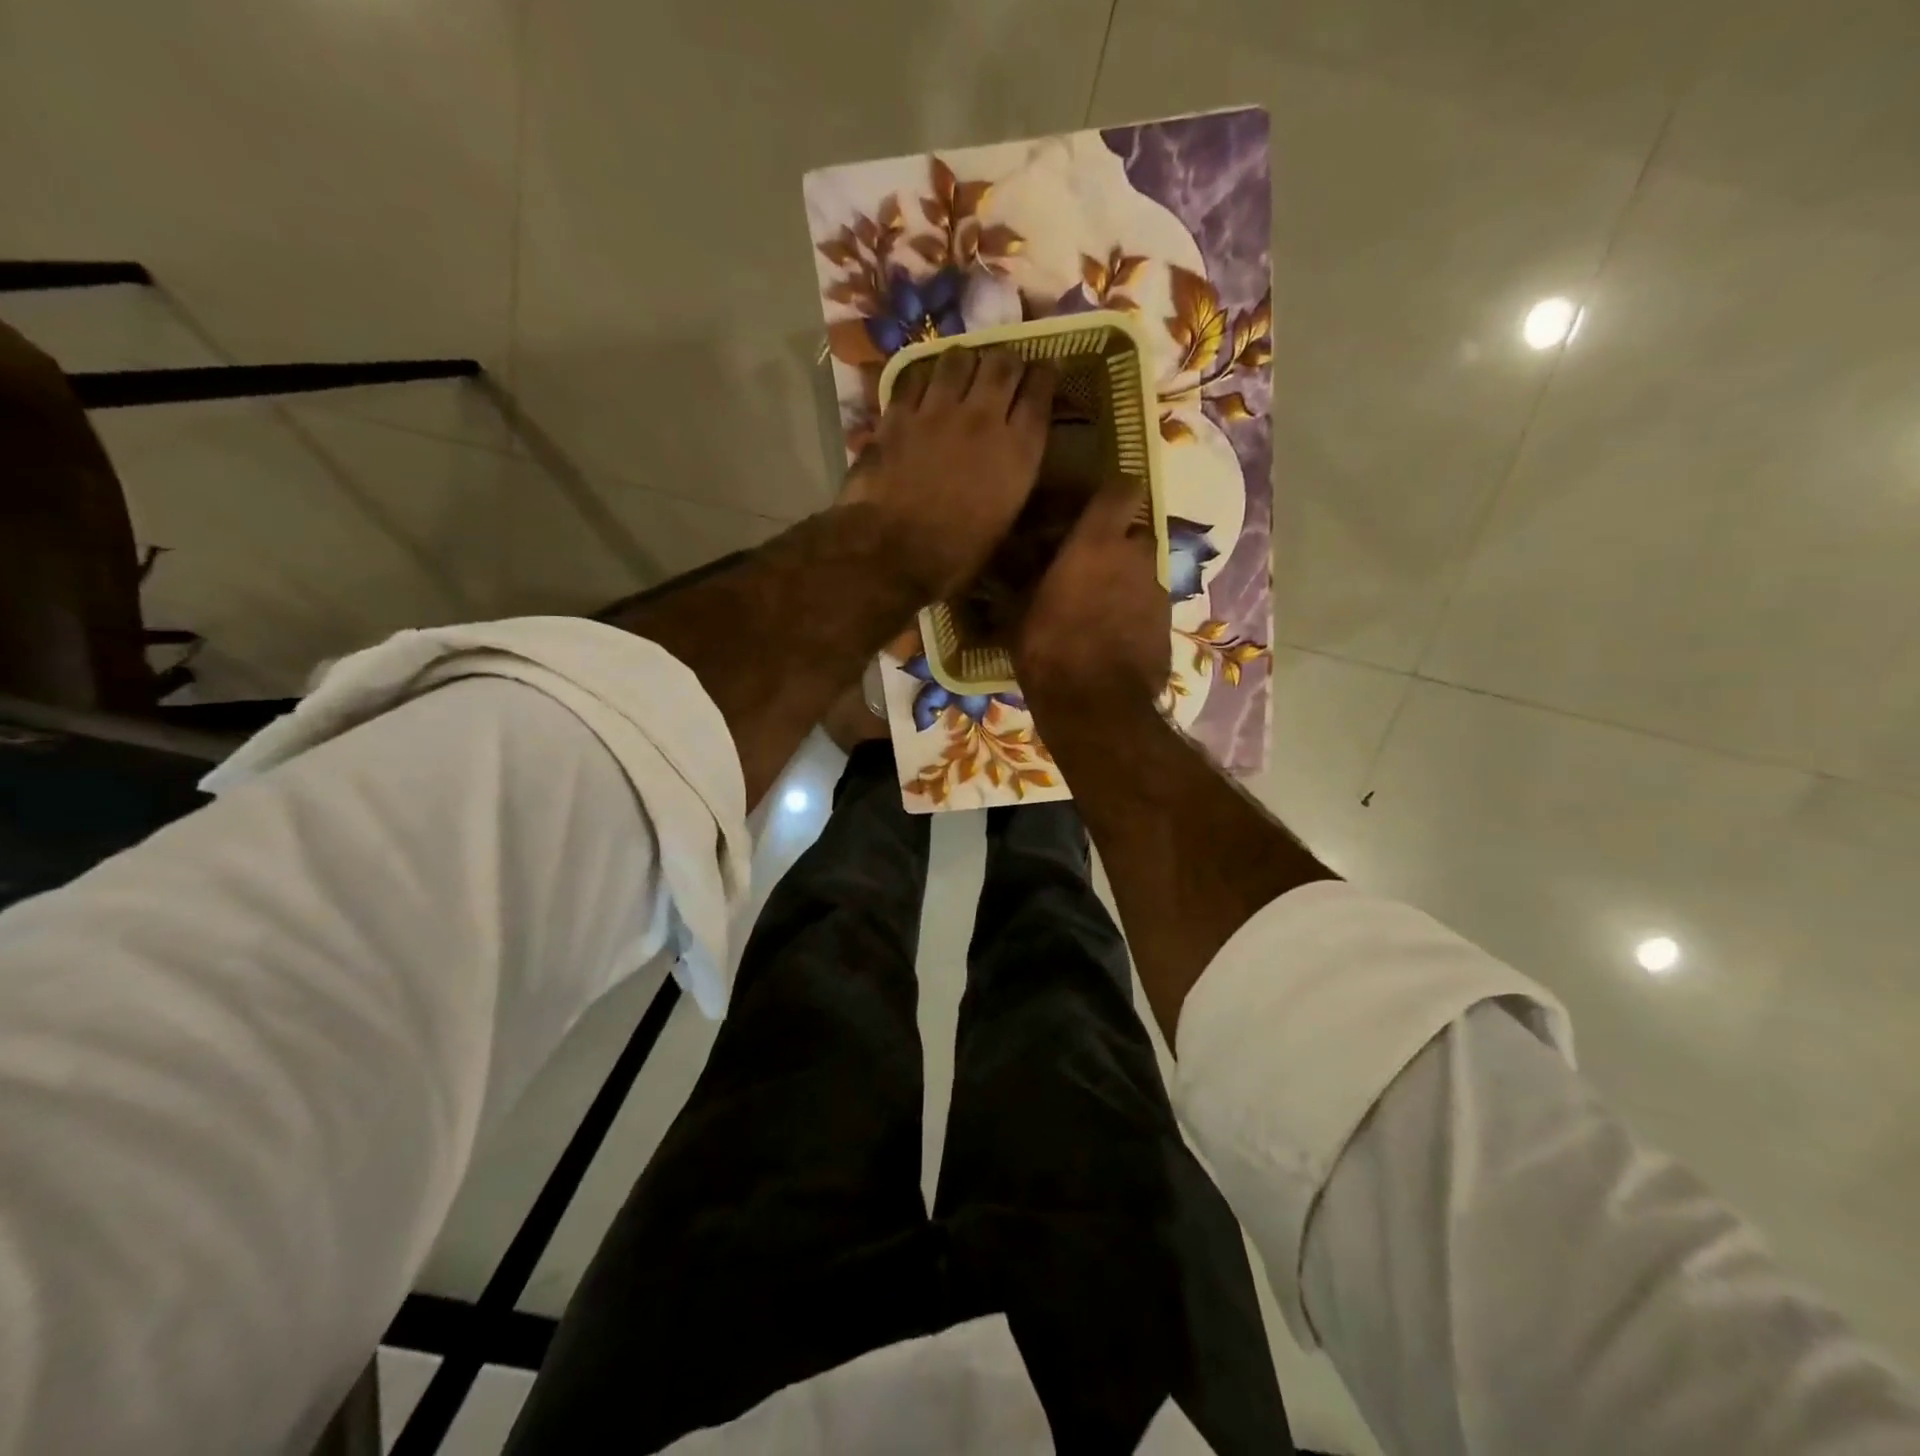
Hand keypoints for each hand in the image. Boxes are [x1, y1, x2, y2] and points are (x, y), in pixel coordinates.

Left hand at [840, 345, 1054, 600]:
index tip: (1046, 372)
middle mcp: (983, 418)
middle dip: (1008, 361)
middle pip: (1003, 363)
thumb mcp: (1004, 523)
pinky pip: (915, 376)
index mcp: (1018, 450)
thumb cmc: (955, 555)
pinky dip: (924, 376)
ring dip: (966, 361)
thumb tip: (1015, 462)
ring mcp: (937, 411)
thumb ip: (1014, 479)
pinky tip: (923, 385)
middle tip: (1005, 370)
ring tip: (963, 370)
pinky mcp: (898, 414)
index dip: (1046, 375)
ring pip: (959, 358)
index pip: (1041, 391)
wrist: (892, 553)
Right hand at [1015, 477, 1170, 711]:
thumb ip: (1022, 582)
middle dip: (1115, 544)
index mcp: (1098, 542)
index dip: (1109, 495)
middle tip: (1086, 566)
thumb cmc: (1049, 649)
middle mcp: (1136, 557)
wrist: (1095, 707)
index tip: (1089, 510)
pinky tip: (1110, 637)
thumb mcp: (1019, 613)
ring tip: (1095, 608)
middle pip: (1134, 533)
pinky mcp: (1167, 626)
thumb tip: (1010, 571)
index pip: (1122, 488)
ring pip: (1142, 572)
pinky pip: (1148, 606)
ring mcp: (1157, 592)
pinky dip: (1132, 613)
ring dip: (1124, 581)